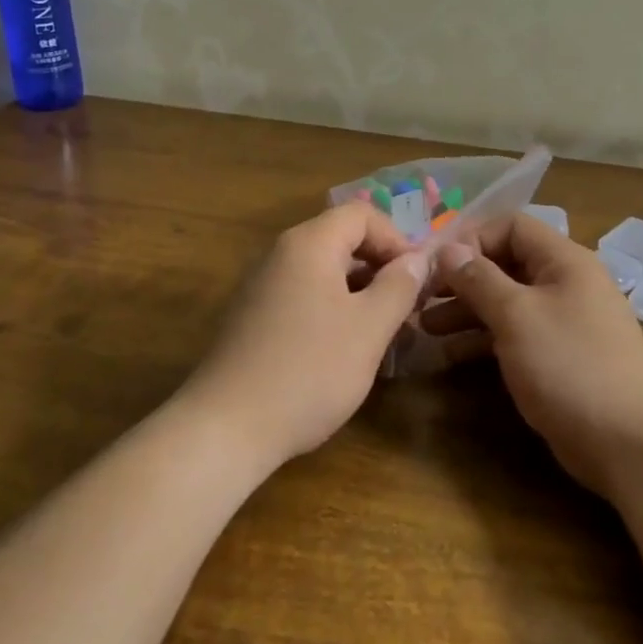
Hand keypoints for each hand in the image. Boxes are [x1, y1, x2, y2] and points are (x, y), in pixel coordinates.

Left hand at [182, 202, 426, 468]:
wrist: (225, 429)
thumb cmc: (308, 371)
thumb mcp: (369, 328)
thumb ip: (399, 286)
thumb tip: (417, 259)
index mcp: (309, 244)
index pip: (362, 214)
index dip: (397, 239)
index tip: (416, 280)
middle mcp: (280, 254)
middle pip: (341, 239)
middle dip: (380, 266)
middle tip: (406, 306)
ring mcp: (261, 286)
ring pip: (323, 271)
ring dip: (359, 291)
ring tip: (382, 331)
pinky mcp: (253, 318)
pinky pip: (303, 296)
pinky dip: (332, 309)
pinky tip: (344, 350)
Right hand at [423, 215, 642, 495]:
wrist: (629, 443)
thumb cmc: (569, 366)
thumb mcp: (517, 316)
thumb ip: (480, 279)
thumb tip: (449, 249)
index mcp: (564, 260)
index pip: (511, 226)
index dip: (471, 239)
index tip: (434, 264)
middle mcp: (566, 283)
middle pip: (506, 264)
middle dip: (462, 279)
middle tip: (420, 299)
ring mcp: (564, 322)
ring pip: (507, 302)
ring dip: (467, 311)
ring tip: (425, 328)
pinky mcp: (559, 357)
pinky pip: (516, 334)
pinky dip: (484, 340)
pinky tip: (449, 355)